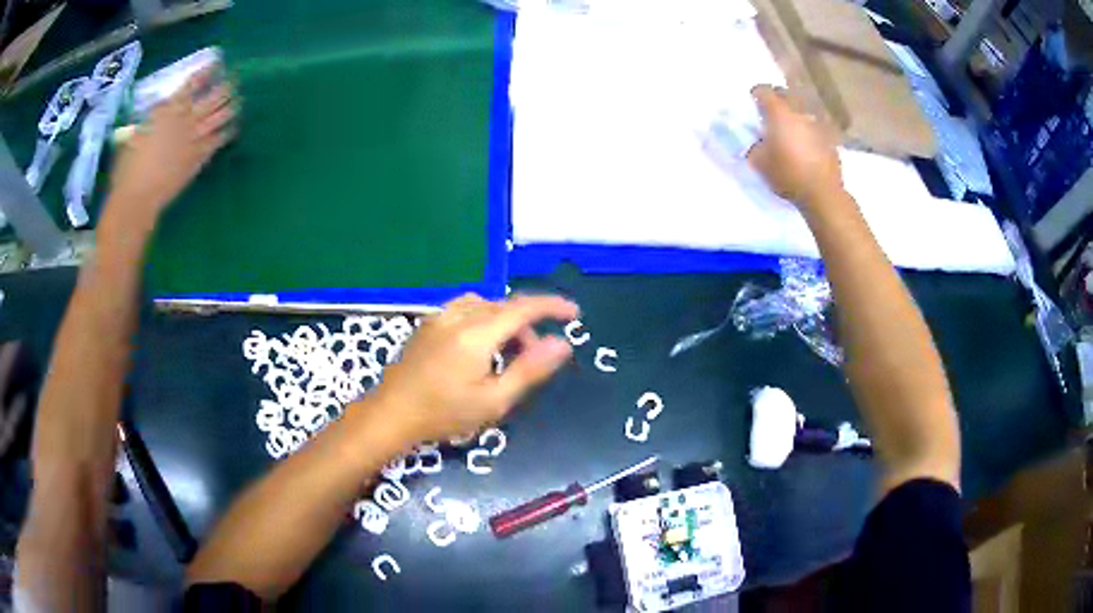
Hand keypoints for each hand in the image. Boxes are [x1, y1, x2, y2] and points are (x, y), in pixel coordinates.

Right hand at [108, 65, 235, 220]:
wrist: (136, 199)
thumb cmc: (128, 168)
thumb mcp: (135, 133)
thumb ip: (152, 118)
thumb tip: (160, 109)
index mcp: (168, 111)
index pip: (192, 84)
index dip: (207, 72)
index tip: (217, 63)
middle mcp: (185, 121)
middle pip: (214, 96)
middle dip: (227, 84)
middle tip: (233, 79)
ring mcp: (194, 140)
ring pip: (221, 115)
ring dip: (232, 104)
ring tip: (237, 99)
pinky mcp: (198, 159)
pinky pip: (219, 140)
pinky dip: (228, 130)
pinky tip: (233, 126)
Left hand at [373, 293, 578, 443]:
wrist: (391, 414)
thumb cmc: (444, 414)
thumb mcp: (494, 400)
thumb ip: (530, 370)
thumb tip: (563, 344)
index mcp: (477, 334)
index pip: (523, 308)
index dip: (552, 306)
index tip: (573, 312)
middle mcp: (458, 316)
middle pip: (504, 306)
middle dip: (526, 325)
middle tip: (534, 356)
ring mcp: (438, 317)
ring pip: (484, 305)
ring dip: (503, 320)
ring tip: (506, 352)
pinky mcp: (427, 324)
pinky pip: (464, 309)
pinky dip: (483, 319)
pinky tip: (479, 346)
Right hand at [748, 85, 843, 210]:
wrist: (823, 193)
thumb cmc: (788, 175)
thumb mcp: (759, 163)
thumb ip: (753, 145)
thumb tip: (754, 138)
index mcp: (779, 113)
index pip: (763, 90)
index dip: (755, 95)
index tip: (752, 105)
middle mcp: (799, 111)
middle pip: (785, 94)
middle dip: (776, 100)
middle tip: (770, 115)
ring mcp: (817, 123)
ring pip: (802, 109)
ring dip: (794, 114)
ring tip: (790, 130)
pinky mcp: (830, 137)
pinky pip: (815, 125)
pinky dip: (808, 130)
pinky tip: (806, 145)